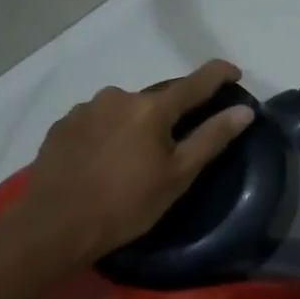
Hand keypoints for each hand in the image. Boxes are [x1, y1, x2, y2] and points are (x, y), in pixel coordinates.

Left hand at [20, 59, 254, 265]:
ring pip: (122, 111)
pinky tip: (102, 162)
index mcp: (151, 107)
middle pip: (155, 99)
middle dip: (168, 116)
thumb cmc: (125, 204)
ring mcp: (85, 109)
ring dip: (134, 126)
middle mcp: (117, 96)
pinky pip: (95, 123)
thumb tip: (244, 110)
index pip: (195, 82)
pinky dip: (106, 135)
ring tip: (131, 160)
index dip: (219, 75)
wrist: (55, 224)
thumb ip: (211, 138)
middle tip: (172, 148)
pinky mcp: (61, 126)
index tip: (234, 73)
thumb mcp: (177, 176)